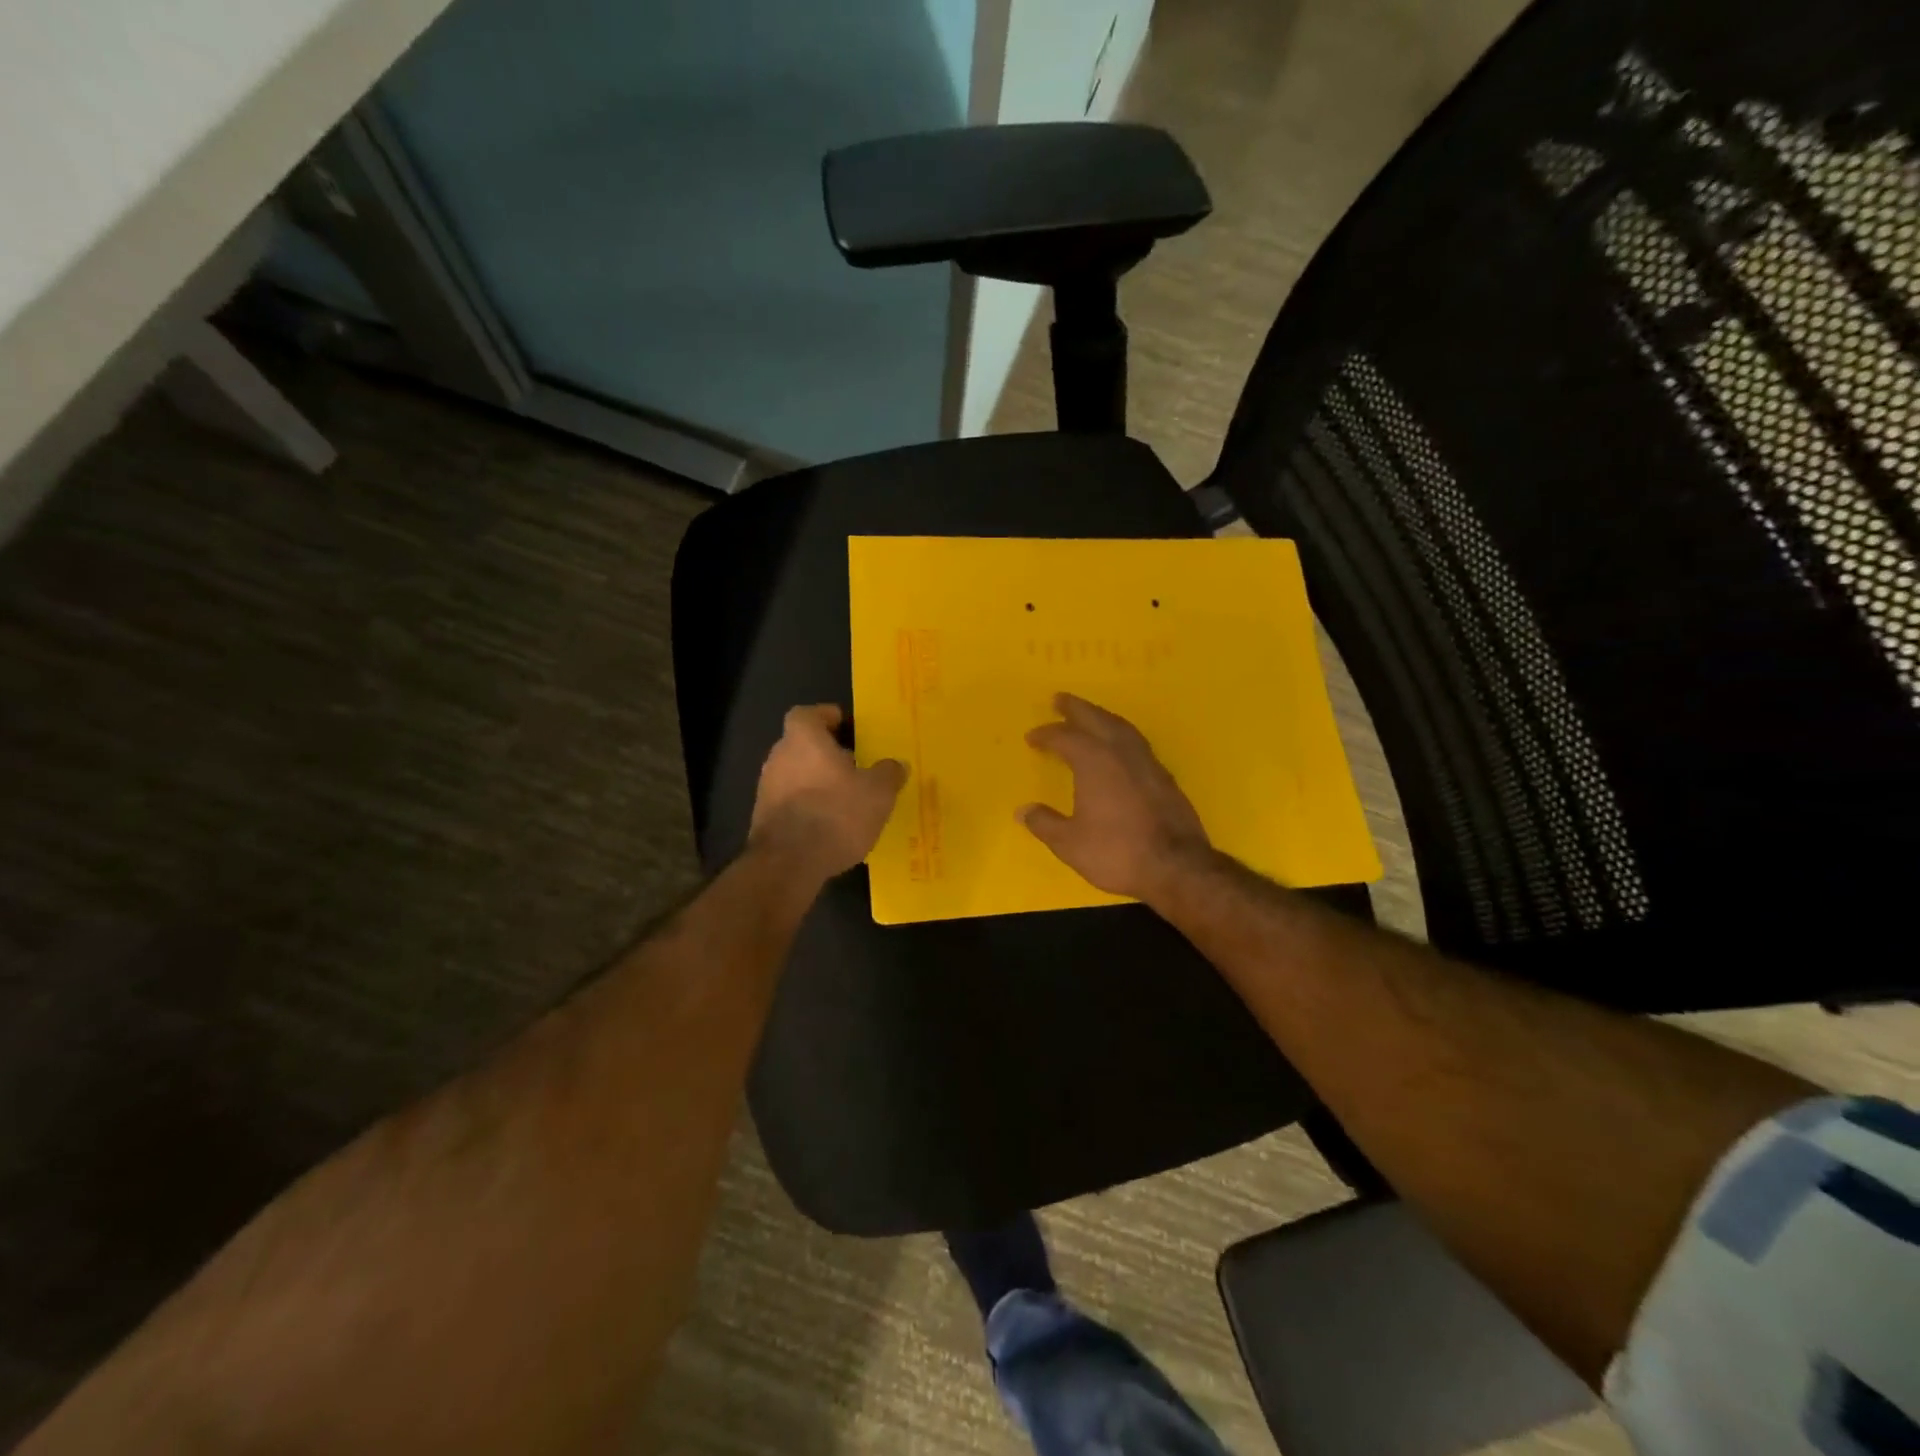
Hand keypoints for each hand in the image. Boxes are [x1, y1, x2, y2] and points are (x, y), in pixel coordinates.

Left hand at [750, 705, 906, 880]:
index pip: (809, 713)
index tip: (849, 728)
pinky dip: (809, 806)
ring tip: (848, 798)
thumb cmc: (836, 814)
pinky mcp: (764, 818)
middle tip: (857, 765)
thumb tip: (895, 765)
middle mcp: (778, 756)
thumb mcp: (878, 793)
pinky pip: (792, 801)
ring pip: (797, 774)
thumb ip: (889, 773)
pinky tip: (831, 824)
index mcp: (803, 738)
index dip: (829, 717)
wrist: (789, 864)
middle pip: (804, 744)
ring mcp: (767, 788)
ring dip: (819, 781)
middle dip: (828, 753)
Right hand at [1021, 693, 1212, 903]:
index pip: (1065, 738)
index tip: (1032, 737)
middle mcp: (1121, 753)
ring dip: (1102, 717)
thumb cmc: (1116, 852)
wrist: (1176, 866)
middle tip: (1060, 699)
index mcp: (1094, 762)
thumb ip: (1045, 823)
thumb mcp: (1070, 843)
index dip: (1047, 735)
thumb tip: (1023, 810)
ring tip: (1091, 715)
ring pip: (1122, 727)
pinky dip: (1122, 735)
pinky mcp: (1165, 777)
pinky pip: (1138, 743)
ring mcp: (1148, 763)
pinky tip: (1120, 747)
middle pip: (1097, 719)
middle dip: (1077, 708)